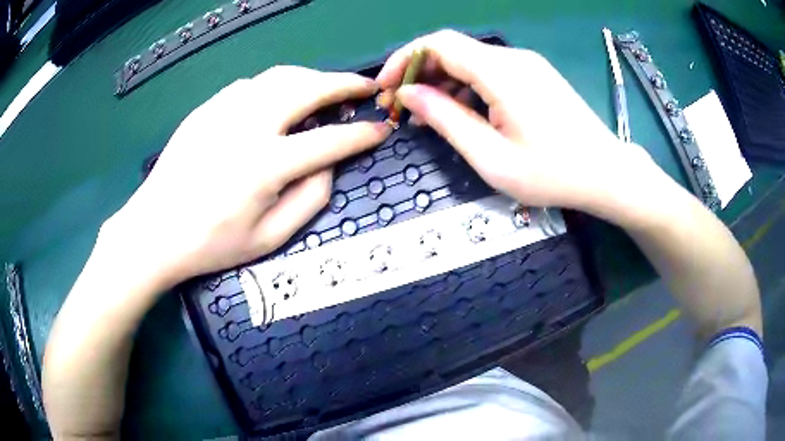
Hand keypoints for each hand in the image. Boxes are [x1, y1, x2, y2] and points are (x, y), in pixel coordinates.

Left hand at [103, 66, 389, 290]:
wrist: (155, 231)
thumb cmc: (211, 244)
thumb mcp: (269, 239)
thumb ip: (310, 199)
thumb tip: (329, 163)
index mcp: (266, 165)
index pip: (330, 140)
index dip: (362, 133)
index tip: (382, 128)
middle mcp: (248, 125)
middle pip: (308, 88)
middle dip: (345, 84)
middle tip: (366, 87)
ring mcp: (224, 110)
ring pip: (281, 76)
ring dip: (312, 78)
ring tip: (327, 89)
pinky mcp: (207, 107)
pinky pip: (251, 84)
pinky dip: (276, 85)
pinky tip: (278, 101)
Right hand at [377, 30, 669, 224]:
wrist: (606, 173)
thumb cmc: (553, 174)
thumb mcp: (492, 157)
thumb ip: (446, 121)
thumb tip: (409, 95)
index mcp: (501, 72)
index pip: (438, 44)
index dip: (405, 59)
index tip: (386, 87)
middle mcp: (512, 58)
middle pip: (453, 49)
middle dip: (420, 73)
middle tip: (403, 107)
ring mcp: (527, 65)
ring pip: (471, 60)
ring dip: (444, 82)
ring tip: (430, 116)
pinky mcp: (535, 76)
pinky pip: (490, 71)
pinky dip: (468, 87)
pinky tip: (465, 113)